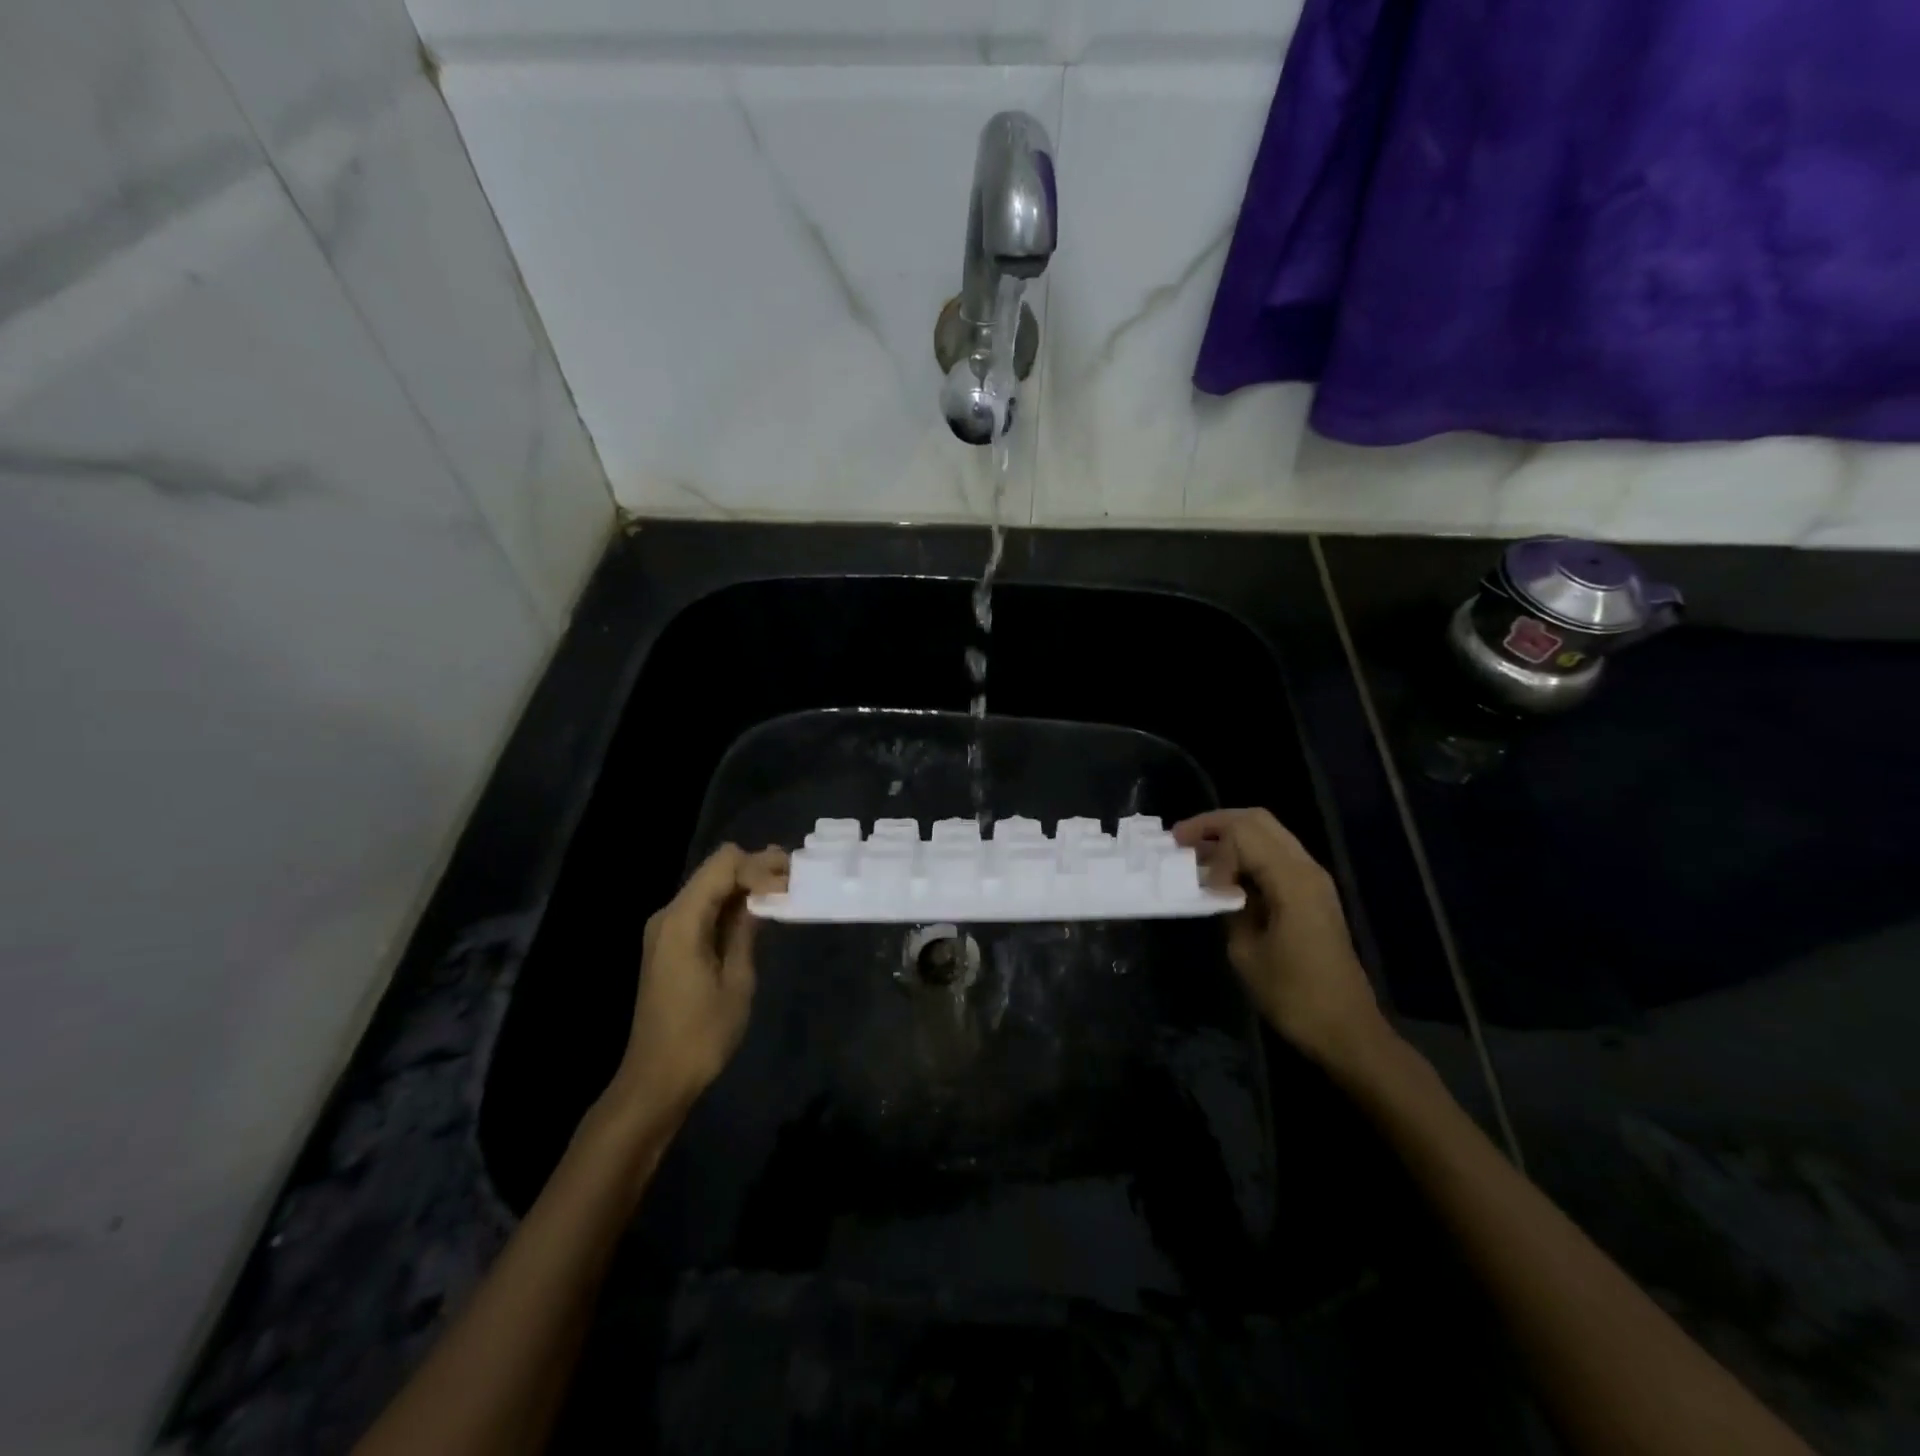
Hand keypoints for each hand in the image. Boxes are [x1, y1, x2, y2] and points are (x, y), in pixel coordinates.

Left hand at [606, 843, 788, 1117]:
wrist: (656, 1079)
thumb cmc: (701, 1035)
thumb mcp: (736, 981)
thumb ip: (746, 929)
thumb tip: (763, 894)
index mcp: (682, 920)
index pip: (724, 865)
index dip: (760, 866)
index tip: (791, 882)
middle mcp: (668, 915)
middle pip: (715, 869)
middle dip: (755, 869)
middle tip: (793, 879)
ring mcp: (665, 929)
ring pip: (710, 886)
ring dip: (744, 885)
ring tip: (783, 891)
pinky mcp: (669, 944)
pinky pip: (703, 908)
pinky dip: (730, 904)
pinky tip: (756, 913)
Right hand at [1173, 808, 1388, 1069]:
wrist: (1346, 1030)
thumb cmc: (1292, 995)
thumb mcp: (1245, 951)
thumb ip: (1228, 906)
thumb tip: (1216, 885)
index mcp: (1292, 880)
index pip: (1242, 832)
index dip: (1210, 845)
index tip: (1188, 872)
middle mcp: (1307, 868)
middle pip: (1257, 820)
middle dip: (1215, 824)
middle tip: (1181, 840)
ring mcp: (1314, 879)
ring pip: (1268, 833)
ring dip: (1231, 837)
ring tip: (1196, 854)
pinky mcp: (1314, 894)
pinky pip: (1276, 855)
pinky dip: (1247, 854)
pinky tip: (1224, 875)